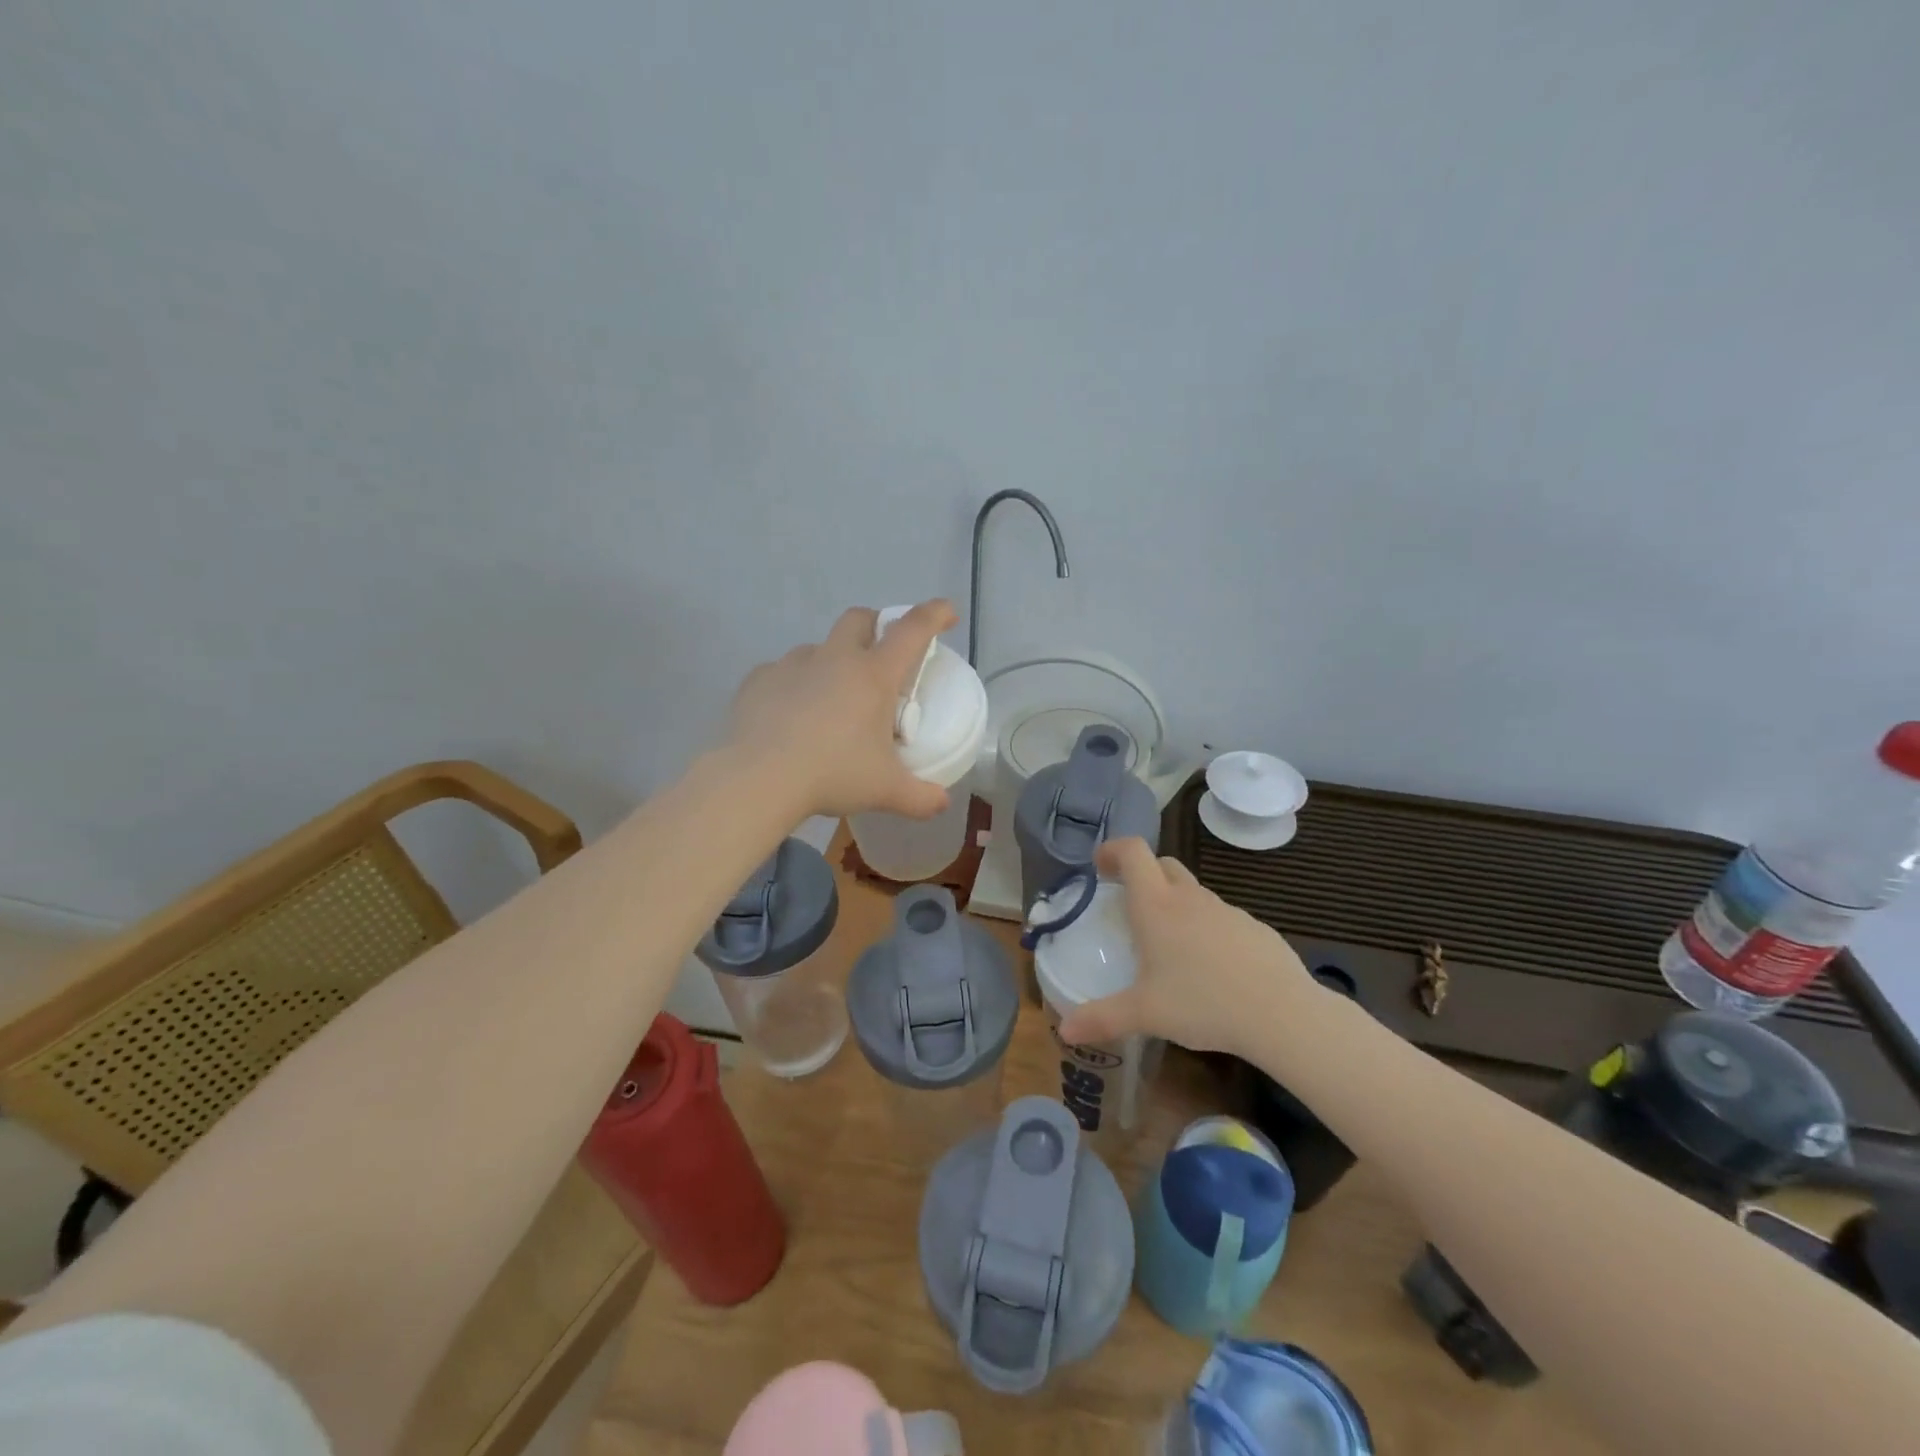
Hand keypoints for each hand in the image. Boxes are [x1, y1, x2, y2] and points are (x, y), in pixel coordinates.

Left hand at [726, 599, 960, 821]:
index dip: (934, 615)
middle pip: (860, 619)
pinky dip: (795, 686)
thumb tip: (942, 803)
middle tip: (882, 655)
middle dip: (876, 625)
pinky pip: (783, 672)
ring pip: (819, 647)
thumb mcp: (886, 791)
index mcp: (873, 675)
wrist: (758, 779)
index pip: (912, 630)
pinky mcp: (759, 679)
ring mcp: (792, 665)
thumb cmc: (832, 775)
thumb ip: (921, 798)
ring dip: (832, 662)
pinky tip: (792, 715)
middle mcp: (834, 658)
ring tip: (831, 700)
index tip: (947, 613)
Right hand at [1056, 837, 1315, 1060]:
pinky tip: (1210, 967)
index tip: (1099, 866)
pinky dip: (1205, 928)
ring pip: (1193, 892)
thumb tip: (1064, 1032)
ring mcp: (1226, 910)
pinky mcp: (1254, 928)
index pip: (1132, 852)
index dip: (1112, 850)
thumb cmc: (1202, 1003)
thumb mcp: (1145, 1014)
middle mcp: (1189, 898)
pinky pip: (1220, 917)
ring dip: (1174, 903)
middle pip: (1162, 864)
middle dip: (1142, 874)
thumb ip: (1102, 1018)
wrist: (1281, 1013)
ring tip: (1168, 945)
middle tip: (1128, 904)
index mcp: (1156, 905)